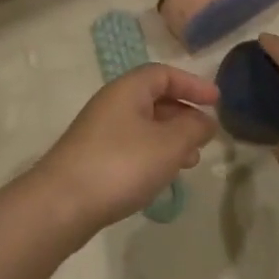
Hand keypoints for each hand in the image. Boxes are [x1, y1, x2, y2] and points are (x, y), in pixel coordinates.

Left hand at [31, 65, 217, 233]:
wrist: (61, 204)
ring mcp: (99, 131)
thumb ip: (193, 128)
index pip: (165, 73)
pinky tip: (162, 177)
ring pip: (144, 125)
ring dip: (171, 138)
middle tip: (205, 135)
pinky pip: (132, 145)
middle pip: (154, 98)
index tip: (216, 101)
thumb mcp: (169, 144)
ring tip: (190, 162)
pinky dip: (153, 154)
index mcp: (128, 89)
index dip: (192, 84)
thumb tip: (205, 120)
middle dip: (184, 114)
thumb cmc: (121, 164)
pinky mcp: (93, 157)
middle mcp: (112, 103)